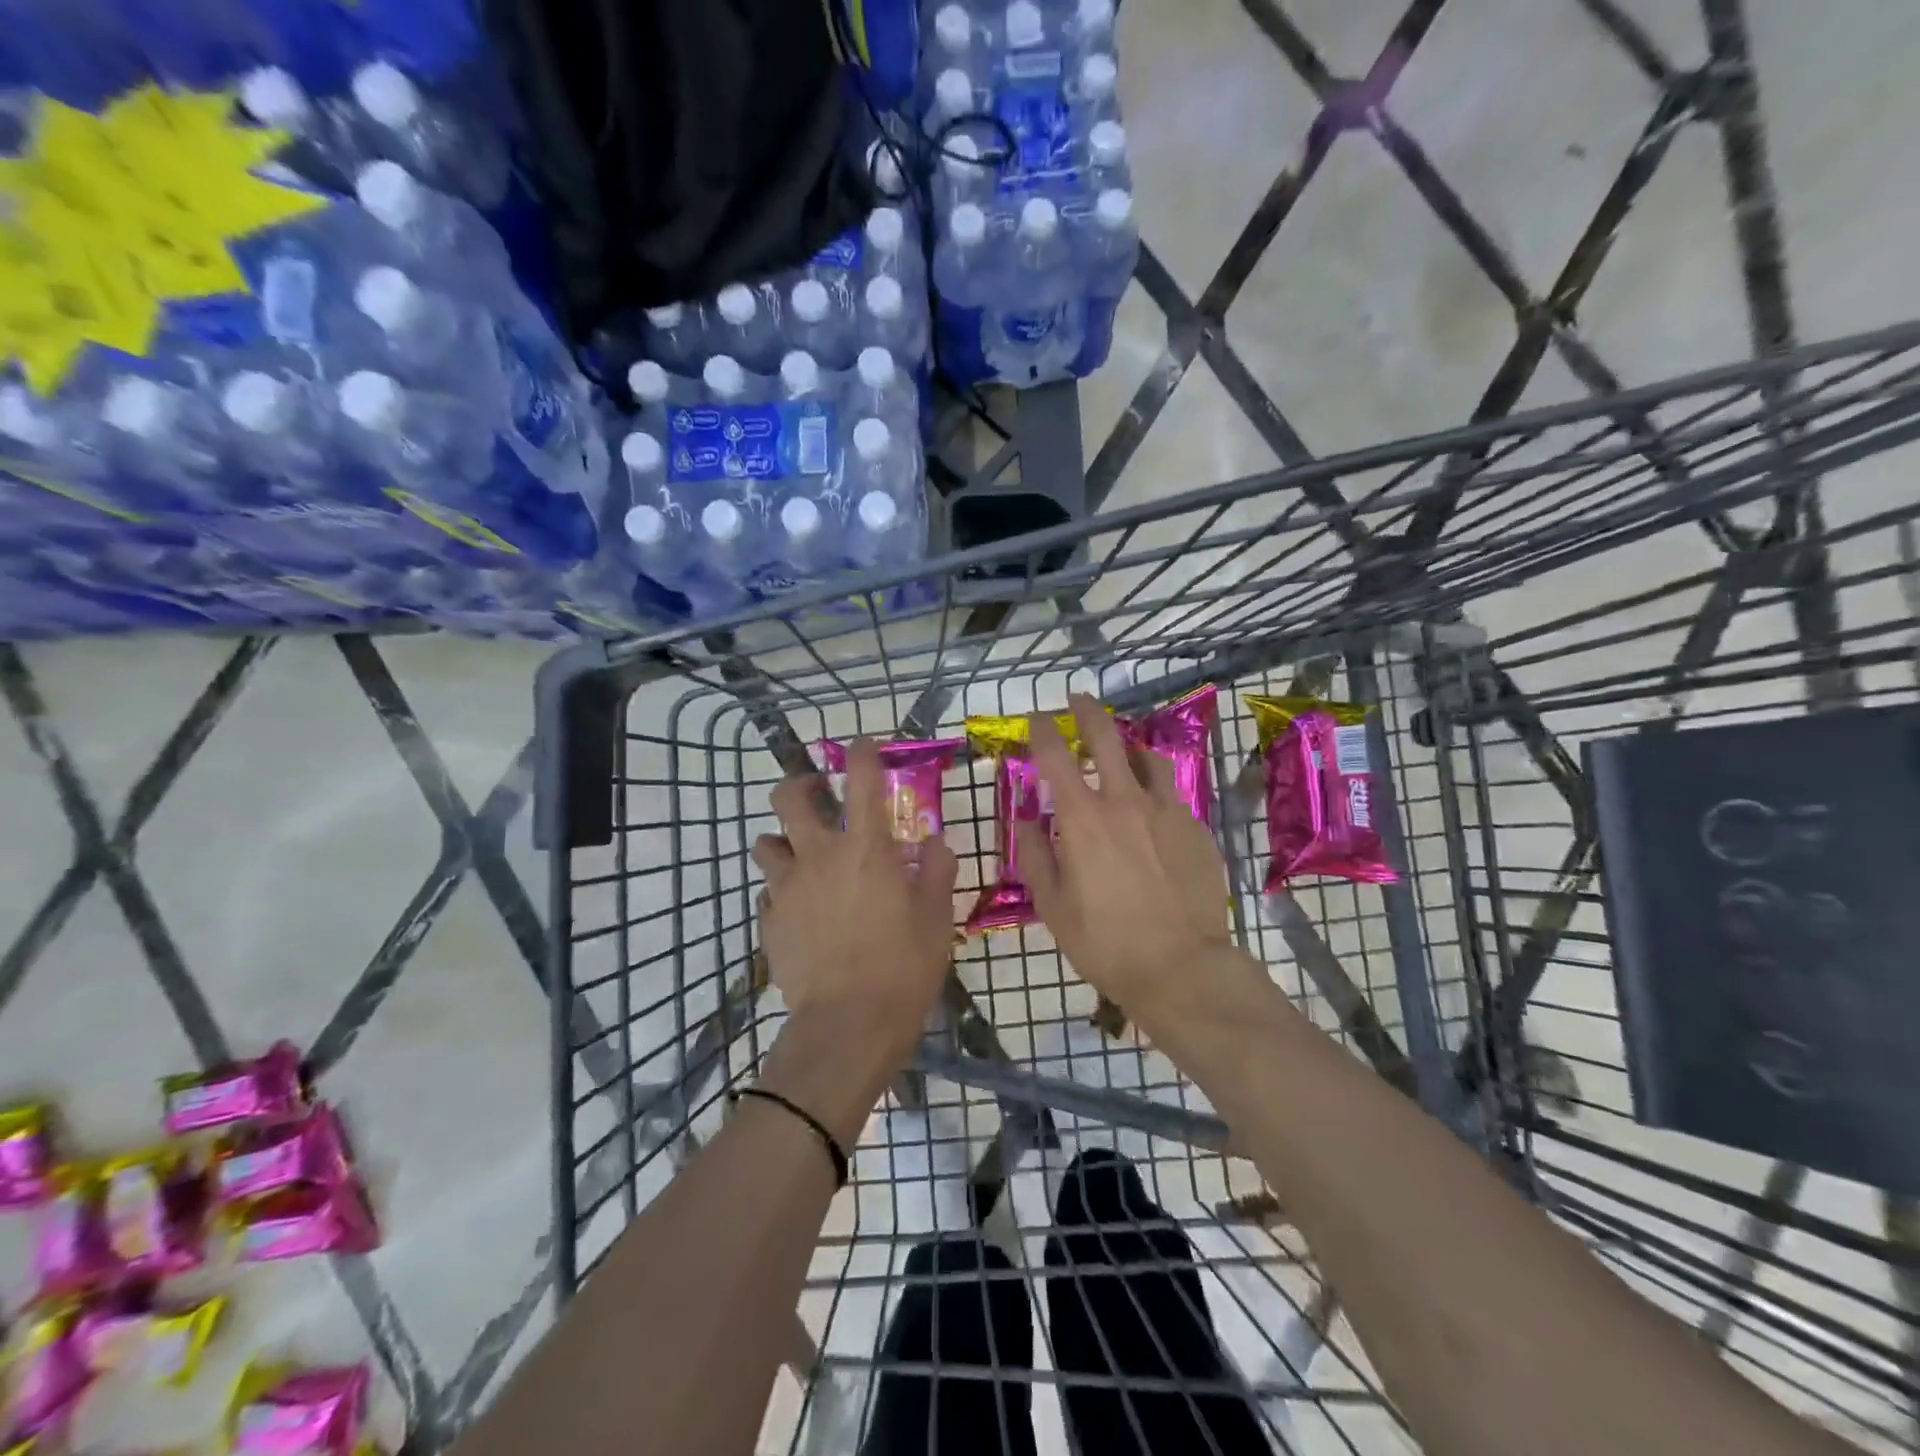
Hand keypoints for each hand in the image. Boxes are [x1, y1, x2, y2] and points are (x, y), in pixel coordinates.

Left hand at [751, 740, 957, 1062]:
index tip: (863, 746)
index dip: (861, 752)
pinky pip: (768, 891)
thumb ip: (937, 872)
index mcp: (866, 848)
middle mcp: (819, 856)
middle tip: (818, 795)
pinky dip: (782, 890)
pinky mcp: (769, 920)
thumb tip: (936, 843)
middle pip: (788, 797)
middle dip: (799, 785)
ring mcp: (787, 888)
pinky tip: (801, 910)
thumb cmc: (903, 967)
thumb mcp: (936, 918)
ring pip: (766, 842)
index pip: (861, 779)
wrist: (849, 1025)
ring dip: (783, 841)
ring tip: (803, 858)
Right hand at [1019, 693, 1232, 1020]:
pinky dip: (1156, 792)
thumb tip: (1026, 820)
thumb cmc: (1105, 942)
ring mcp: (1167, 812)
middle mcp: (1125, 802)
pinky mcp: (1197, 829)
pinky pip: (1173, 796)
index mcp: (1083, 819)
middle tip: (1078, 700)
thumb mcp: (1053, 906)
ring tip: (1123, 755)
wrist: (1182, 967)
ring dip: (1129, 750)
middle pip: (1106, 738)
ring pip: (1148, 760)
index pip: (1055, 756)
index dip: (1042, 730)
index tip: (1036, 718)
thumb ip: (1036, 856)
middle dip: (1088, 712)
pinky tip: (1154, 814)